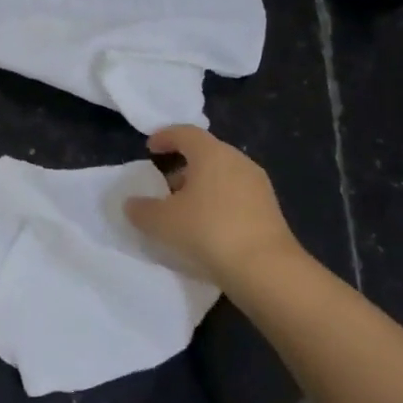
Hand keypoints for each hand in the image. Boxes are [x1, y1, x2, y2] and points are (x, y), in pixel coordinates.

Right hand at [125, 126, 308, 288]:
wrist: (266, 269)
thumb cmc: (208, 231)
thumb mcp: (162, 222)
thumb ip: (141, 209)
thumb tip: (132, 204)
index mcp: (211, 153)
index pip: (185, 133)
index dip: (165, 137)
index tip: (150, 148)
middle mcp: (237, 161)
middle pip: (206, 153)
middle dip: (183, 165)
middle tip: (164, 183)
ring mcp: (257, 185)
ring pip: (222, 175)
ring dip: (201, 185)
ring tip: (184, 209)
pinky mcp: (270, 209)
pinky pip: (236, 195)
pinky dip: (218, 201)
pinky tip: (207, 225)